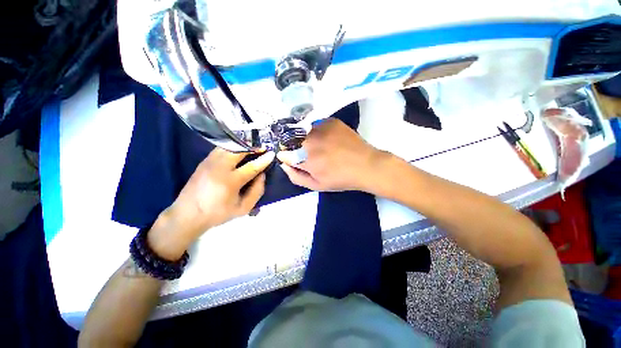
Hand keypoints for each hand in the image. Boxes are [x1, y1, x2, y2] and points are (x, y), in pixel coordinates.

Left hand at [148, 149, 274, 259]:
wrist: (187, 214)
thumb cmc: (218, 213)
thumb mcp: (243, 208)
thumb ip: (257, 191)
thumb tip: (262, 175)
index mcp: (230, 181)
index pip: (251, 166)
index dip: (264, 160)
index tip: (272, 154)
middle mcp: (219, 168)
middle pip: (239, 150)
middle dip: (253, 147)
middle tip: (262, 148)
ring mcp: (209, 162)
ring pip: (229, 147)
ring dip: (243, 146)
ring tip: (252, 148)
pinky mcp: (204, 161)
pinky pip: (221, 149)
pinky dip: (232, 148)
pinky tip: (237, 151)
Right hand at [277, 118, 387, 191]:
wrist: (366, 165)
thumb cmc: (341, 179)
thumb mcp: (317, 185)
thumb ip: (296, 177)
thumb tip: (283, 164)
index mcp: (306, 160)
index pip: (285, 154)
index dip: (289, 157)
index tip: (296, 160)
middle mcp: (310, 141)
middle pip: (293, 141)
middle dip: (297, 149)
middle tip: (312, 155)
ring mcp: (321, 129)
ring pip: (303, 132)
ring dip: (307, 139)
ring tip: (322, 147)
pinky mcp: (331, 121)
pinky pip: (316, 125)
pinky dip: (318, 132)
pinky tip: (329, 139)